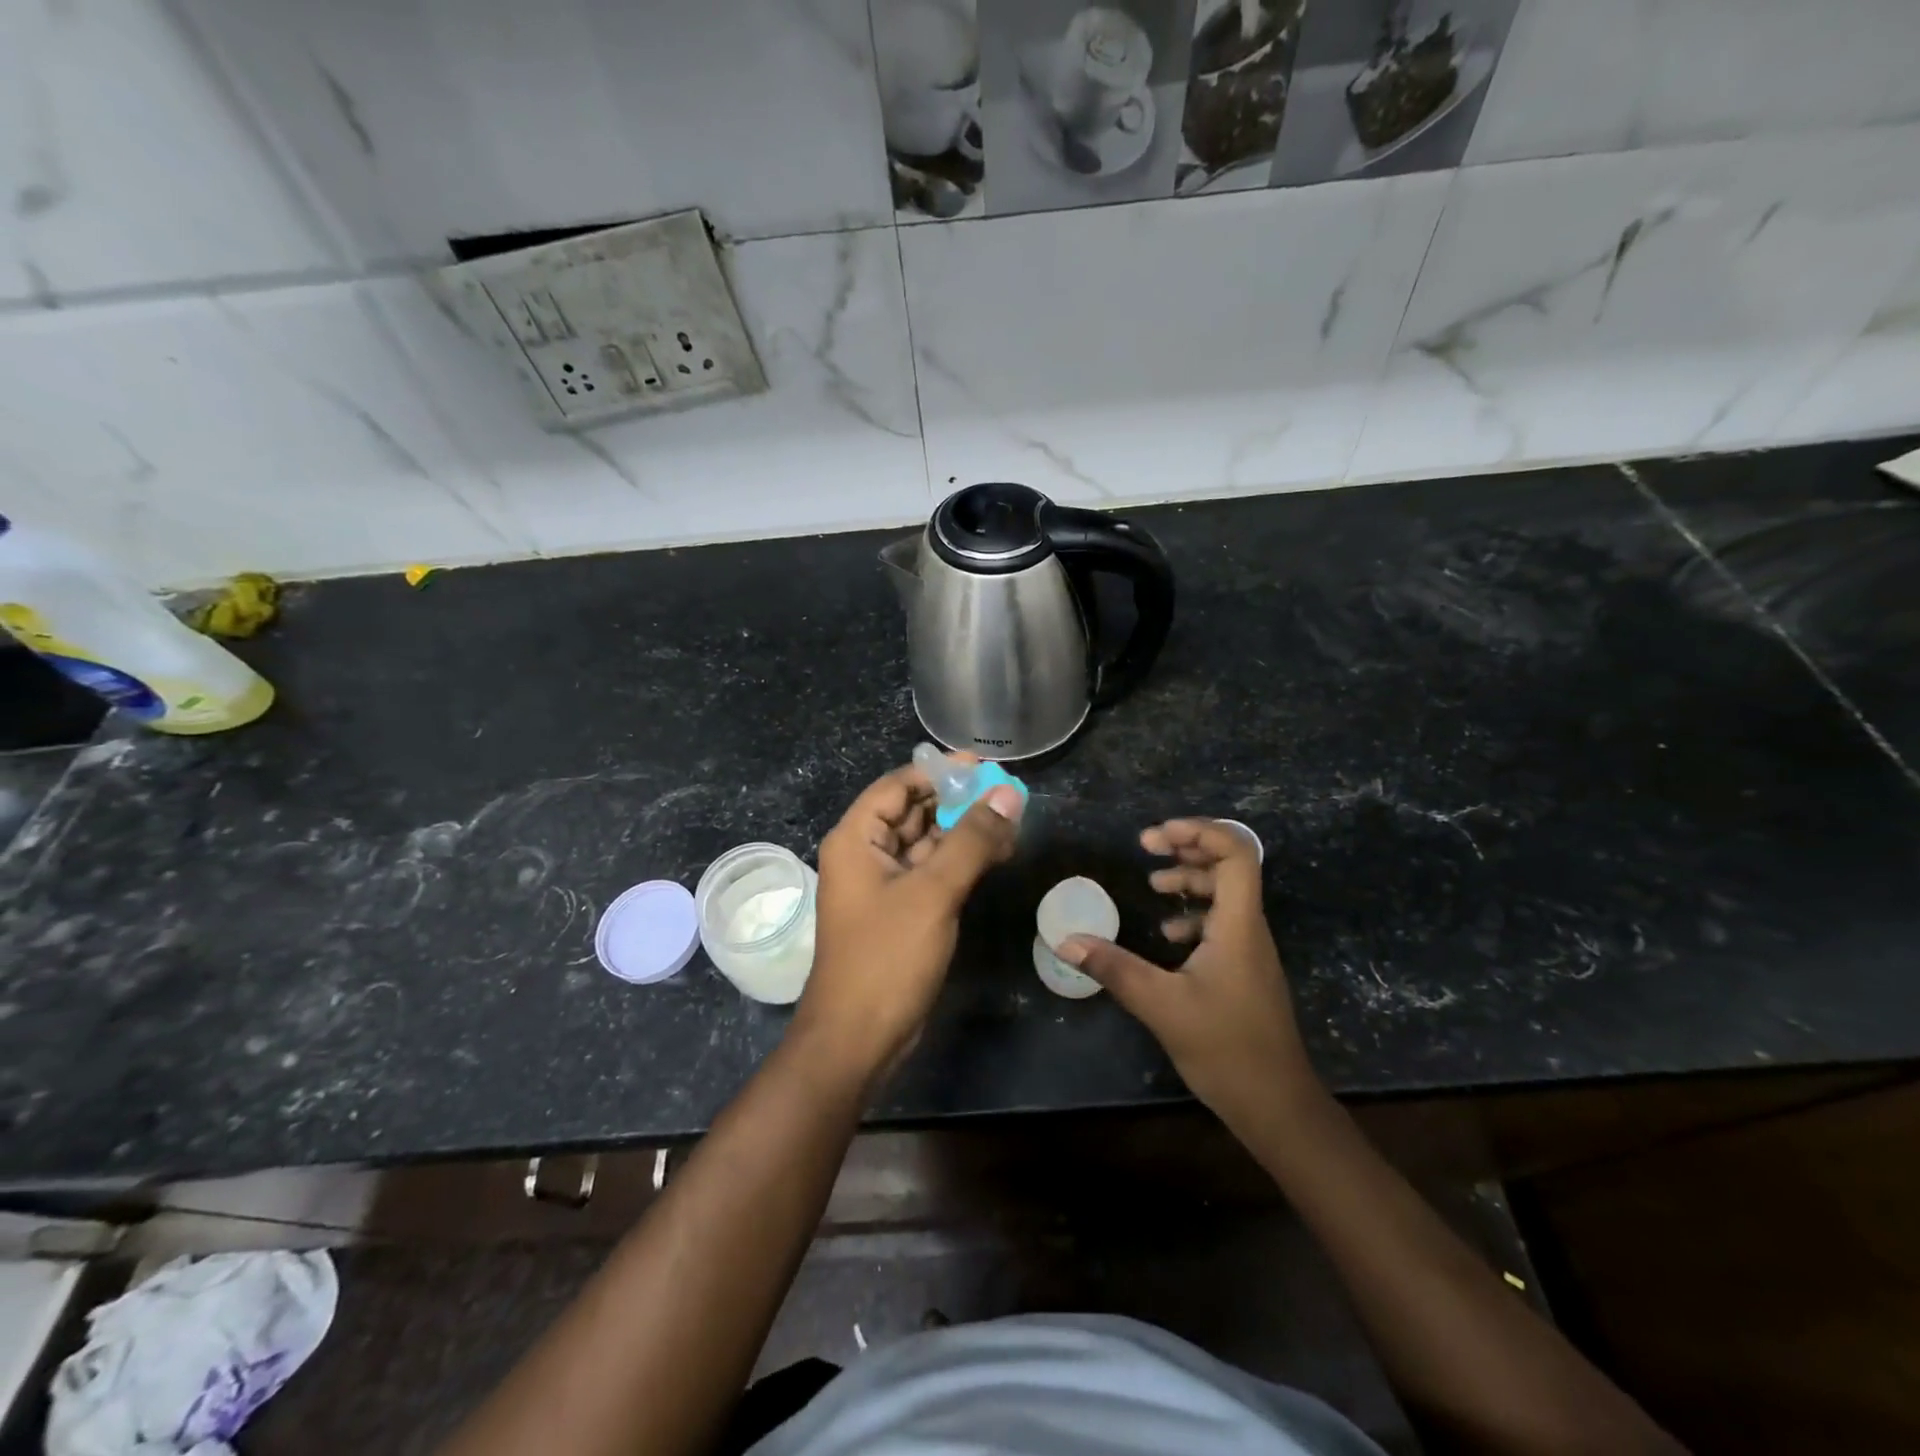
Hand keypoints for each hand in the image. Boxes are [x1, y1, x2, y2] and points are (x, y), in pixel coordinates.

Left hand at [795, 759, 1023, 1083]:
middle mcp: (866, 854)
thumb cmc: (887, 957)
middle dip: (958, 801)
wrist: (858, 1039)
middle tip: (1008, 794)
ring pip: (928, 843)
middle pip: (914, 811)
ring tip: (1013, 821)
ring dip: (965, 831)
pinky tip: (998, 854)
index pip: (898, 785)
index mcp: (857, 838)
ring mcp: (884, 885)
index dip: (939, 772)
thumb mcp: (933, 893)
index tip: (984, 766)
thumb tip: (1008, 794)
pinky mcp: (902, 911)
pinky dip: (962, 861)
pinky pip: (933, 872)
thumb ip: (972, 840)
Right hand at [1059, 819, 1318, 1121]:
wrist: (1277, 1106)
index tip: (1155, 837)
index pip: (1235, 854)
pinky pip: (1222, 922)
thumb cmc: (1225, 1049)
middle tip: (1147, 847)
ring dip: (1190, 879)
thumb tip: (1067, 941)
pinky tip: (1168, 934)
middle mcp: (1249, 928)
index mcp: (1238, 925)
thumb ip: (1114, 968)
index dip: (1199, 832)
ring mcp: (1250, 950)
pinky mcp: (1244, 970)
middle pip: (1230, 865)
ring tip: (1153, 883)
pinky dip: (1193, 914)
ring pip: (1225, 894)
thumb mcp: (1161, 1005)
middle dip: (1188, 847)